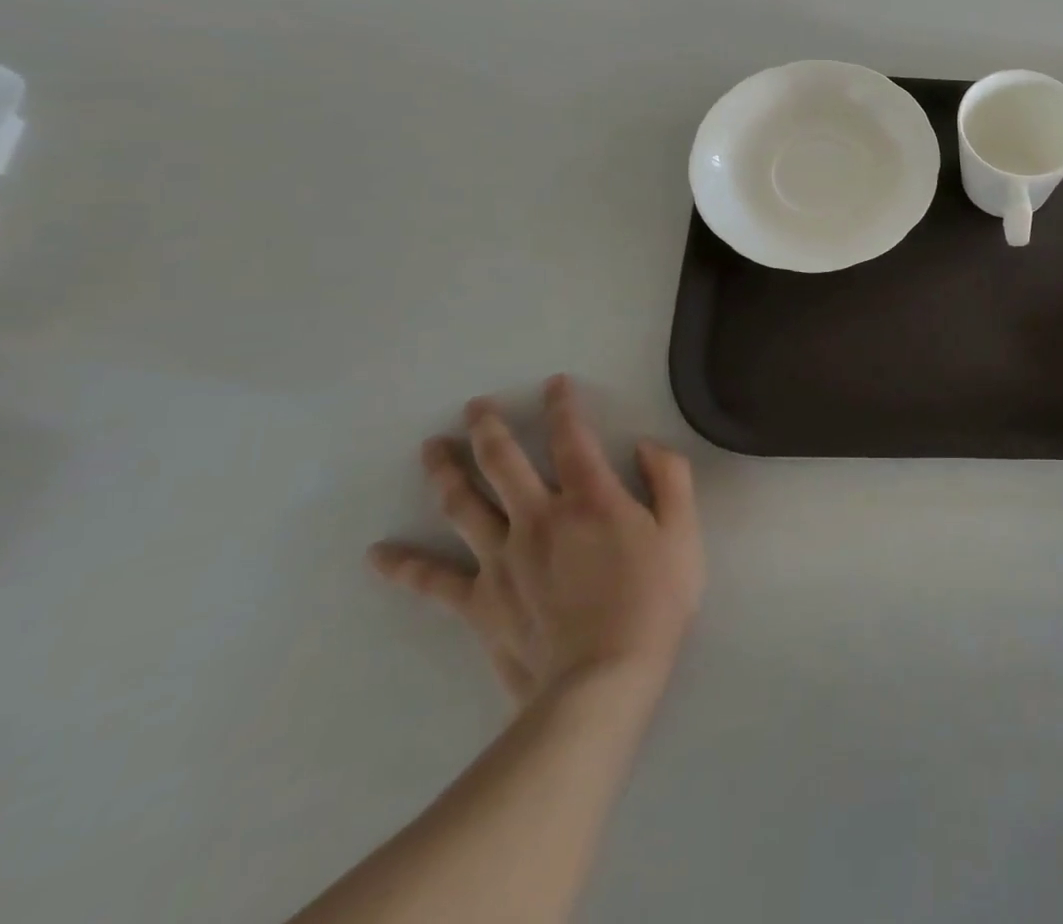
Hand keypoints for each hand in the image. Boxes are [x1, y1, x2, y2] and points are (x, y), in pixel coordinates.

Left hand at [369, 376, 704, 708]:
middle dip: (489, 428)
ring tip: (432, 448)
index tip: (553, 384)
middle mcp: (538, 516)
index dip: (563, 406)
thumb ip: (671, 479)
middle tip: (474, 406)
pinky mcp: (479, 601)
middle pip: (504, 462)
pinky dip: (404, 566)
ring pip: (464, 505)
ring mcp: (501, 558)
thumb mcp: (684, 533)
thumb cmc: (653, 601)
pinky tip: (376, 555)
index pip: (572, 437)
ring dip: (445, 472)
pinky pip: (434, 580)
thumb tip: (645, 446)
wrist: (603, 679)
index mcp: (590, 498)